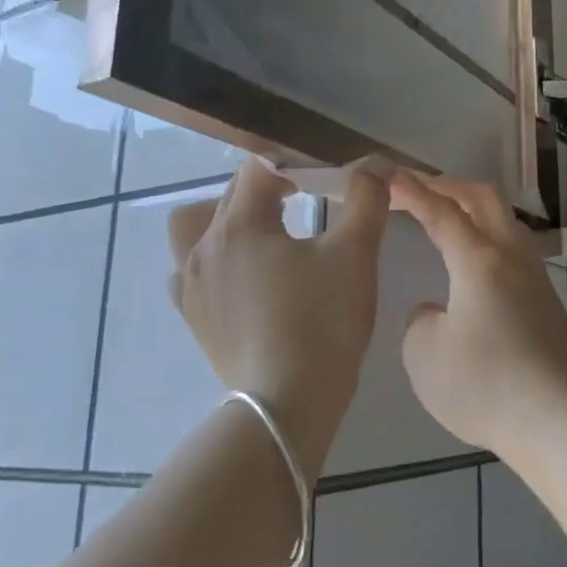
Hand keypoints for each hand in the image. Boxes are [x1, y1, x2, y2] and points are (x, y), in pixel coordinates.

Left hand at [169, 159, 388, 464]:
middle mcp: (203, 246)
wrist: (288, 402)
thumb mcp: (356, 253)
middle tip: (310, 202)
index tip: (328, 180)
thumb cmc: (324, 322)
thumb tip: (375, 164)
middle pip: (232, 194)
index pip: (260, 168)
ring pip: (196, 227)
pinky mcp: (193, 316)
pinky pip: (192, 270)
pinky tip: (244, 277)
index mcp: (239, 224)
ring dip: (229, 219)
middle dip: (270, 188)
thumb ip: (367, 198)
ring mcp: (191, 284)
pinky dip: (215, 260)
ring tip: (266, 235)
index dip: (297, 164)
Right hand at [390, 171, 566, 457]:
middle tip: (422, 190)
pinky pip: (517, 253)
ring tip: (451, 221)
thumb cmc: (483, 385)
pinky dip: (491, 241)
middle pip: (486, 200)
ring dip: (477, 212)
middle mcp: (513, 258)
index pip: (442, 212)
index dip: (414, 192)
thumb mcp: (424, 355)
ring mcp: (537, 280)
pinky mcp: (549, 305)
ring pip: (508, 224)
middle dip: (451, 186)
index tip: (392, 176)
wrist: (556, 420)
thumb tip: (436, 311)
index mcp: (479, 260)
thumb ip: (419, 321)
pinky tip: (478, 268)